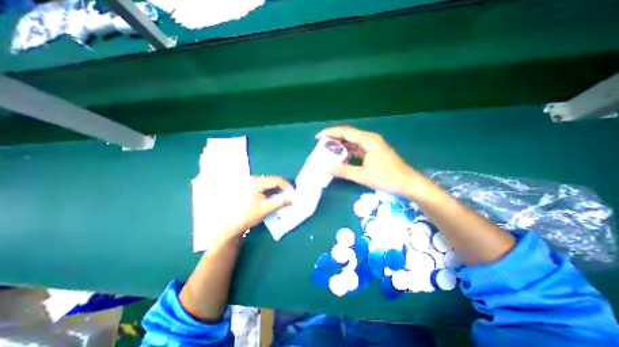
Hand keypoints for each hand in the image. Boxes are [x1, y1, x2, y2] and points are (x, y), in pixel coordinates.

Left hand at [225, 176, 294, 234]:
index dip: (288, 186)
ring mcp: (250, 183)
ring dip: (278, 191)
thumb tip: (293, 196)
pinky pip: (264, 188)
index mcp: (256, 182)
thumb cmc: (247, 216)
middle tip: (290, 197)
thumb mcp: (266, 208)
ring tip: (283, 199)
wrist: (230, 225)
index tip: (294, 195)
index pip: (277, 180)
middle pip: (273, 181)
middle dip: (283, 189)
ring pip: (269, 185)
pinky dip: (271, 193)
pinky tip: (274, 200)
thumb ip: (281, 201)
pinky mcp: (249, 189)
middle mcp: (253, 179)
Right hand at [317, 128, 423, 197]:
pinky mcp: (373, 153)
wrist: (408, 183)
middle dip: (334, 139)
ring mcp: (372, 146)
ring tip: (328, 151)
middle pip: (348, 135)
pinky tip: (341, 158)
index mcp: (368, 140)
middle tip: (321, 145)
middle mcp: (370, 139)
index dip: (330, 133)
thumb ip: (343, 171)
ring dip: (341, 146)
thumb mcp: (363, 176)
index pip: (345, 132)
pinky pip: (357, 149)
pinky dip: (348, 153)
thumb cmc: (387, 178)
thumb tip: (326, 168)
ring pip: (352, 142)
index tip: (318, 137)